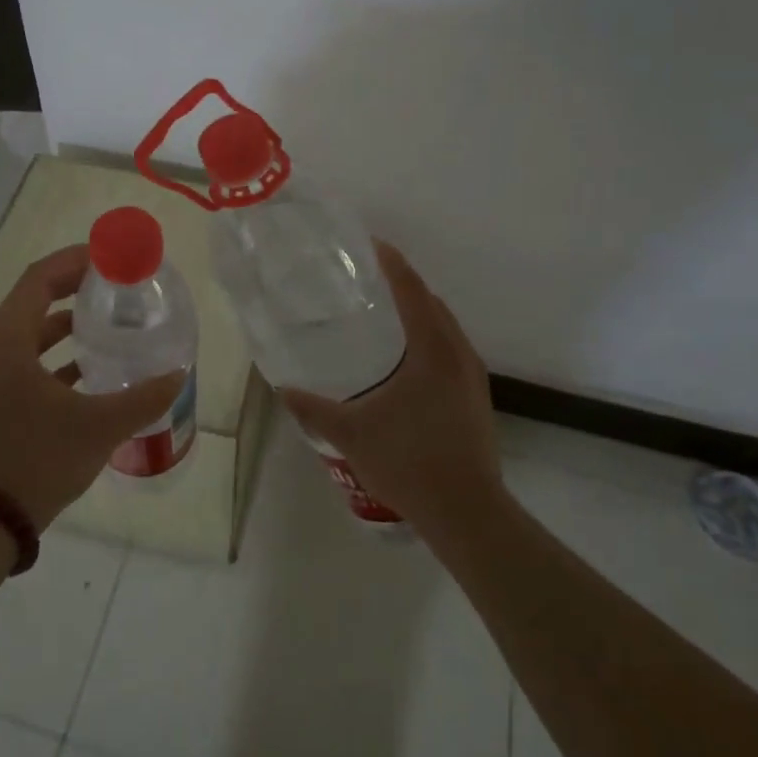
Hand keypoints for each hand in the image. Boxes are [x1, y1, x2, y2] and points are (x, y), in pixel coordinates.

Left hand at [0, 244, 186, 530]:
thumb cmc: (38, 460)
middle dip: (71, 289)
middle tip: (112, 285)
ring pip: (28, 335)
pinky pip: (24, 364)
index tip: (107, 257)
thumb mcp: (99, 427)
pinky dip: (54, 358)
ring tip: (104, 324)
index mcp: (7, 343)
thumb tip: (179, 374)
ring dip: (63, 325)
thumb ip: (143, 398)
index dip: (72, 261)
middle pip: (32, 302)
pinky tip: (88, 372)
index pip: (37, 280)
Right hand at [278, 241, 501, 531]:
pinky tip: (404, 359)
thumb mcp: (350, 433)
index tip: (371, 244)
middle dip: (404, 284)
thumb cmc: (408, 462)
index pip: (412, 291)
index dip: (392, 264)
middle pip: (432, 303)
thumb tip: (282, 387)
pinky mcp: (475, 396)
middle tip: (368, 278)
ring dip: (418, 312)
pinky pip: (450, 349)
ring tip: (383, 312)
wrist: (467, 511)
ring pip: (445, 327)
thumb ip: (312, 408)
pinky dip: (428, 337)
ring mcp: (472, 376)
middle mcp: (458, 353)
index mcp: (432, 350)